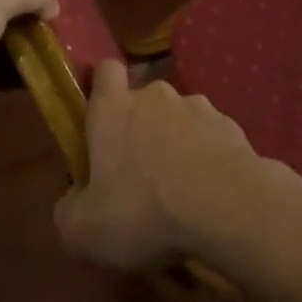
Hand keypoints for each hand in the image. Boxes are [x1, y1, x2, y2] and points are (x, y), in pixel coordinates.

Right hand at [53, 59, 261, 270]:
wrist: (227, 206)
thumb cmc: (144, 210)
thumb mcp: (84, 230)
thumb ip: (69, 210)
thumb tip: (74, 200)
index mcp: (113, 109)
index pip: (104, 71)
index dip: (101, 87)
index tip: (101, 117)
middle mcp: (156, 96)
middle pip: (144, 100)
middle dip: (142, 128)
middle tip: (140, 173)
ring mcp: (199, 107)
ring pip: (180, 119)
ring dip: (178, 143)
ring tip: (182, 188)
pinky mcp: (232, 126)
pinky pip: (212, 137)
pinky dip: (209, 157)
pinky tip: (211, 192)